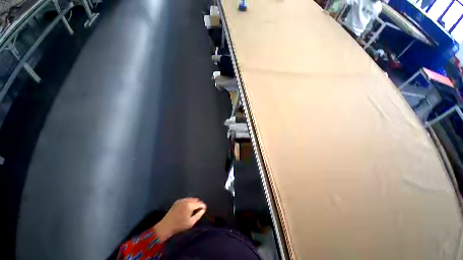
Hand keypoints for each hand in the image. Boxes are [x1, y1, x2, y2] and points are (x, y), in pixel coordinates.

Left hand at [154, 198, 206, 241]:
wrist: (166, 226)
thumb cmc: (179, 226)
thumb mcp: (191, 222)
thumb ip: (199, 214)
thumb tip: (203, 209)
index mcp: (190, 205)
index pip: (200, 203)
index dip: (203, 206)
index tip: (203, 210)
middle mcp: (186, 200)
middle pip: (196, 200)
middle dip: (198, 204)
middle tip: (198, 211)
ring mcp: (181, 200)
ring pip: (191, 199)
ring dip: (193, 203)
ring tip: (192, 210)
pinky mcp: (177, 201)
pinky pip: (186, 199)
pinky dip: (188, 202)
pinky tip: (186, 208)